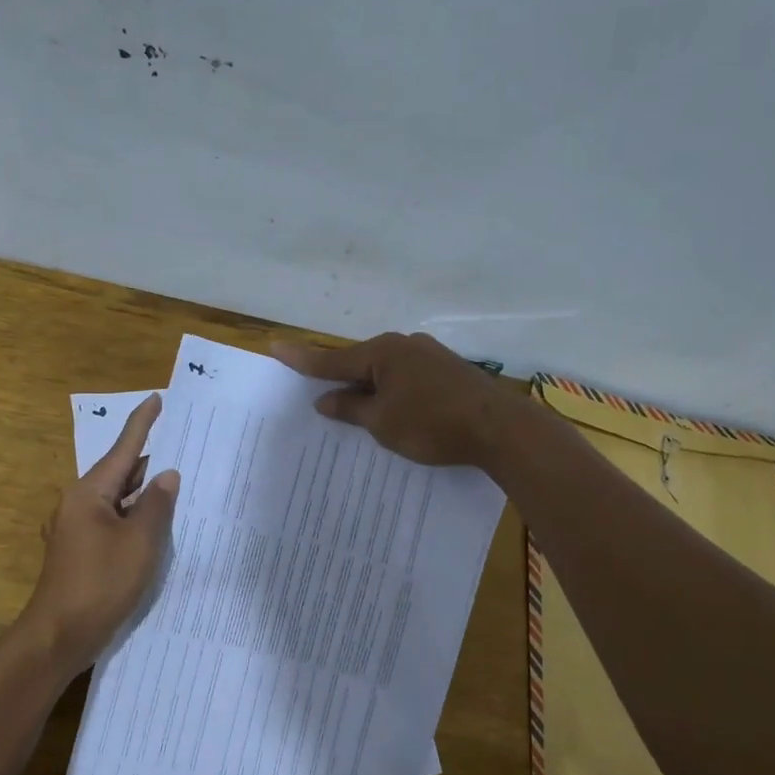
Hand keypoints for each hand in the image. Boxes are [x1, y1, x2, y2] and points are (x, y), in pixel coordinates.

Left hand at [22, 393, 179, 668]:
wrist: (59, 636)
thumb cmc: (100, 583)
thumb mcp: (139, 543)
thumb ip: (156, 505)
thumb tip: (167, 475)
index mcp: (89, 492)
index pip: (123, 448)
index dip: (142, 423)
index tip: (157, 399)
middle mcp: (78, 503)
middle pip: (119, 472)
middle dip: (149, 459)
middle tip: (183, 444)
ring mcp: (77, 528)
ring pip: (116, 498)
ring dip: (144, 491)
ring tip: (178, 480)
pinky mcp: (80, 549)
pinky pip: (112, 520)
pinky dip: (134, 515)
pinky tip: (156, 522)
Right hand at [272, 332, 507, 467]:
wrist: (500, 429)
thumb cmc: (432, 424)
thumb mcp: (382, 422)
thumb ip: (351, 408)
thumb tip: (324, 399)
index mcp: (383, 353)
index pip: (332, 360)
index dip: (302, 359)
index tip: (275, 346)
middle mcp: (405, 346)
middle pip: (361, 362)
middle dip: (340, 377)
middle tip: (317, 389)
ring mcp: (430, 356)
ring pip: (386, 370)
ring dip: (369, 387)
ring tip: (356, 407)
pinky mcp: (449, 371)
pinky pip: (407, 378)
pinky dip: (393, 391)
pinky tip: (394, 408)